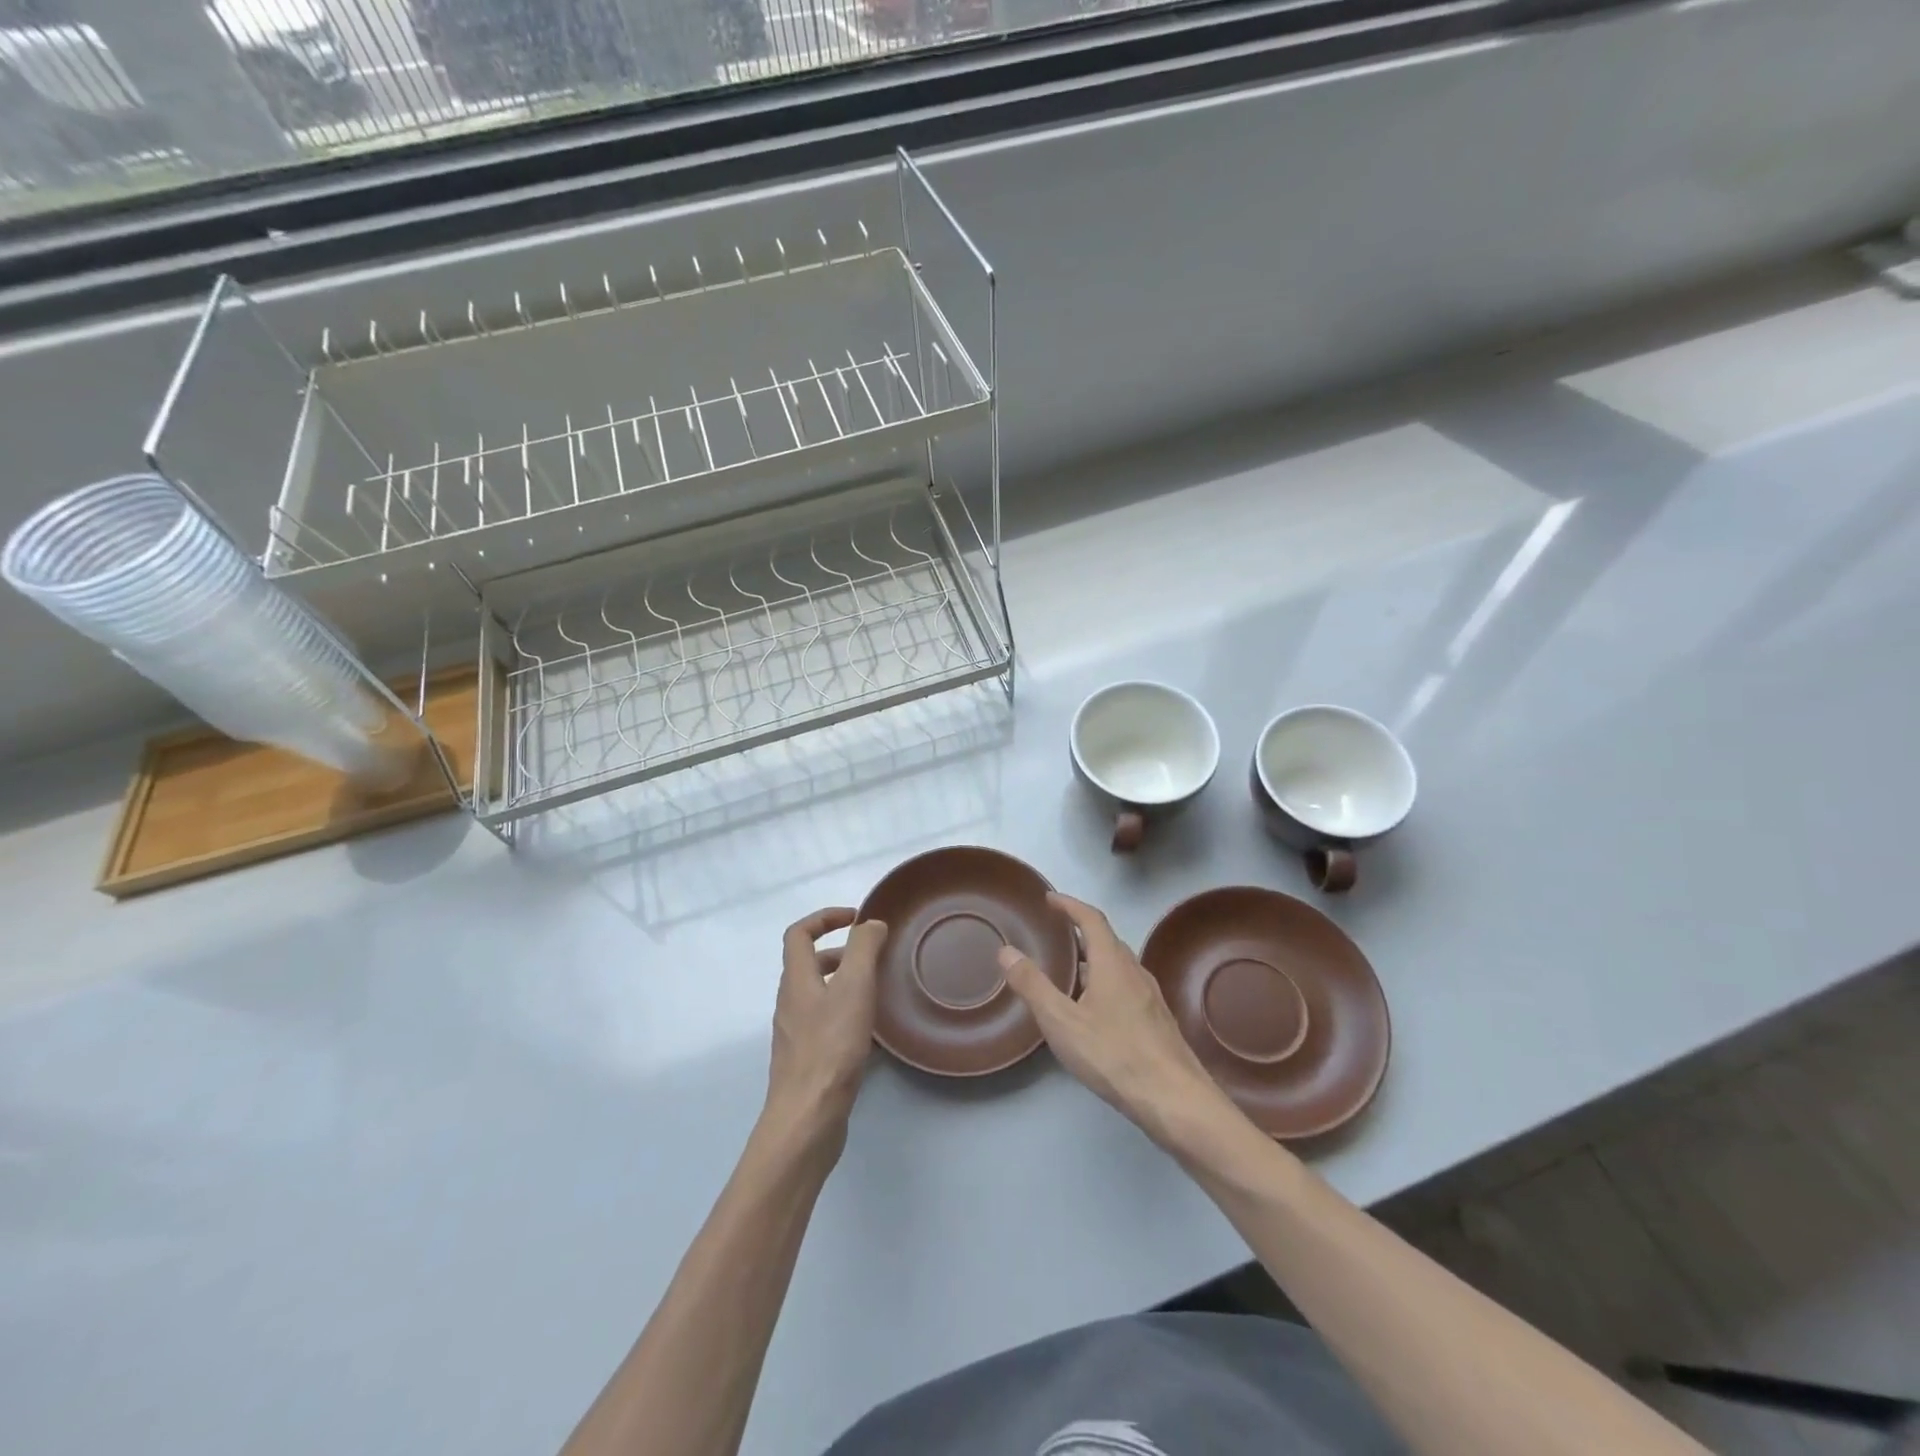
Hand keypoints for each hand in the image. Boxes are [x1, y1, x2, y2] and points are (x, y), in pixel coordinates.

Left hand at [766, 908, 889, 1149]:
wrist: (807, 1117)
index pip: (799, 933)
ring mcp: (795, 1034)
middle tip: (873, 956)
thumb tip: (870, 923)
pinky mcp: (806, 1060)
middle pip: (808, 964)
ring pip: (818, 994)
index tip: (856, 917)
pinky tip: (872, 1032)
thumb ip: (863, 949)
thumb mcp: (854, 987)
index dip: (825, 917)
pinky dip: (846, 1013)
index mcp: (797, 979)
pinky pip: (825, 1023)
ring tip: (877, 990)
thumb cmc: (831, 1046)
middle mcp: (790, 1002)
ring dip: (845, 983)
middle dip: (841, 951)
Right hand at [997, 893, 1234, 1148]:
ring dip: (1094, 959)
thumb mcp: (1062, 1021)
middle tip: (1055, 933)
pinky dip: (1105, 982)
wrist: (1174, 1099)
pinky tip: (1094, 1010)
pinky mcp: (1157, 1021)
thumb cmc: (1114, 1054)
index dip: (1070, 905)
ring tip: (1069, 971)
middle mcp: (1135, 972)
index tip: (1050, 898)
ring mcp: (1150, 997)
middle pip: (1107, 940)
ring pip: (1118, 966)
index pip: (1091, 919)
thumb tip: (1006, 951)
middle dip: (1081, 931)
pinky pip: (1126, 987)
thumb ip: (1032, 985)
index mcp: (1112, 963)